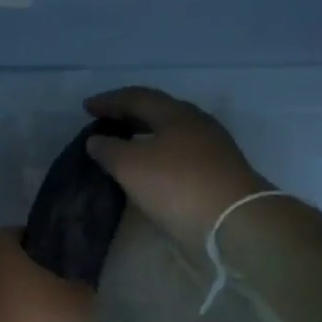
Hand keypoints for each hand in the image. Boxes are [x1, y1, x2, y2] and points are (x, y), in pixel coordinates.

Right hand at [83, 87, 272, 254]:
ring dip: (146, 136)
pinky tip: (151, 170)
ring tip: (125, 146)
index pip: (138, 97)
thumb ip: (109, 150)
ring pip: (172, 134)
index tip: (86, 107)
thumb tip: (96, 140)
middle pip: (159, 112)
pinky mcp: (220, 174)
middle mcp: (197, 124)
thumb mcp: (131, 166)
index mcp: (176, 113)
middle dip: (130, 115)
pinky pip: (181, 155)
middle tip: (106, 122)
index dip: (110, 100)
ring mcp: (213, 149)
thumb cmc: (178, 186)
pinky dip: (160, 156)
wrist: (236, 223)